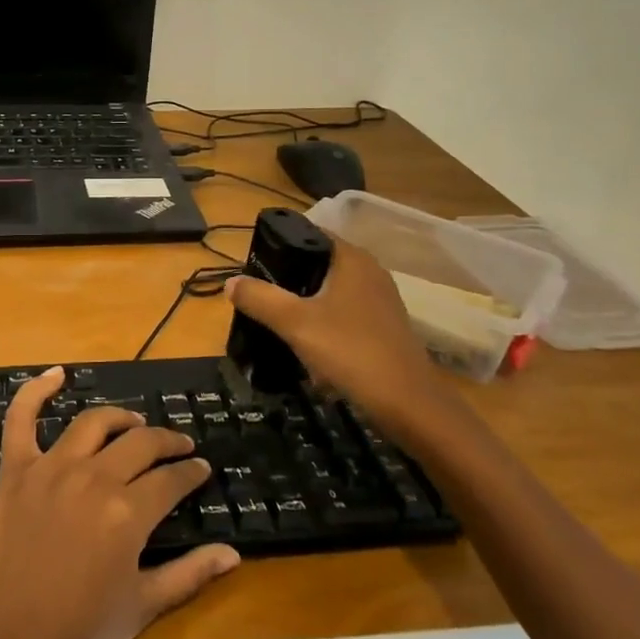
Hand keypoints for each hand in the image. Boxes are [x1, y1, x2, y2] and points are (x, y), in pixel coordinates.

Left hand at [0, 367, 239, 638]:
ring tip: (134, 423)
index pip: (171, 480)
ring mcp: (50, 469)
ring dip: (120, 418)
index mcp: (127, 513)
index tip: (201, 469)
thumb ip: (188, 574)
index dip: (191, 472)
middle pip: (140, 444)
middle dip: (167, 442)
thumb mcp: (141, 606)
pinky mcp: (16, 470)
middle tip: (179, 446)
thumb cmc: (77, 633)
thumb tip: (232, 554)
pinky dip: (36, 391)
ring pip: (93, 423)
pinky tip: (56, 374)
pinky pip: (22, 419)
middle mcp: (93, 478)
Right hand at [226, 238, 461, 443]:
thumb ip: (260, 298)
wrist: (408, 405)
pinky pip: (343, 314)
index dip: (280, 243)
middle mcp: (369, 272)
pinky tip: (305, 343)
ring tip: (274, 318)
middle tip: (257, 293)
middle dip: (287, 277)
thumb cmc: (350, 352)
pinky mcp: (383, 328)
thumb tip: (230, 282)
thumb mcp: (295, 323)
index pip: (311, 233)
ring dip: (303, 303)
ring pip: (330, 291)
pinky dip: (322, 322)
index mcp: (352, 259)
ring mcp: (380, 301)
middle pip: (318, 263)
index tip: (252, 262)